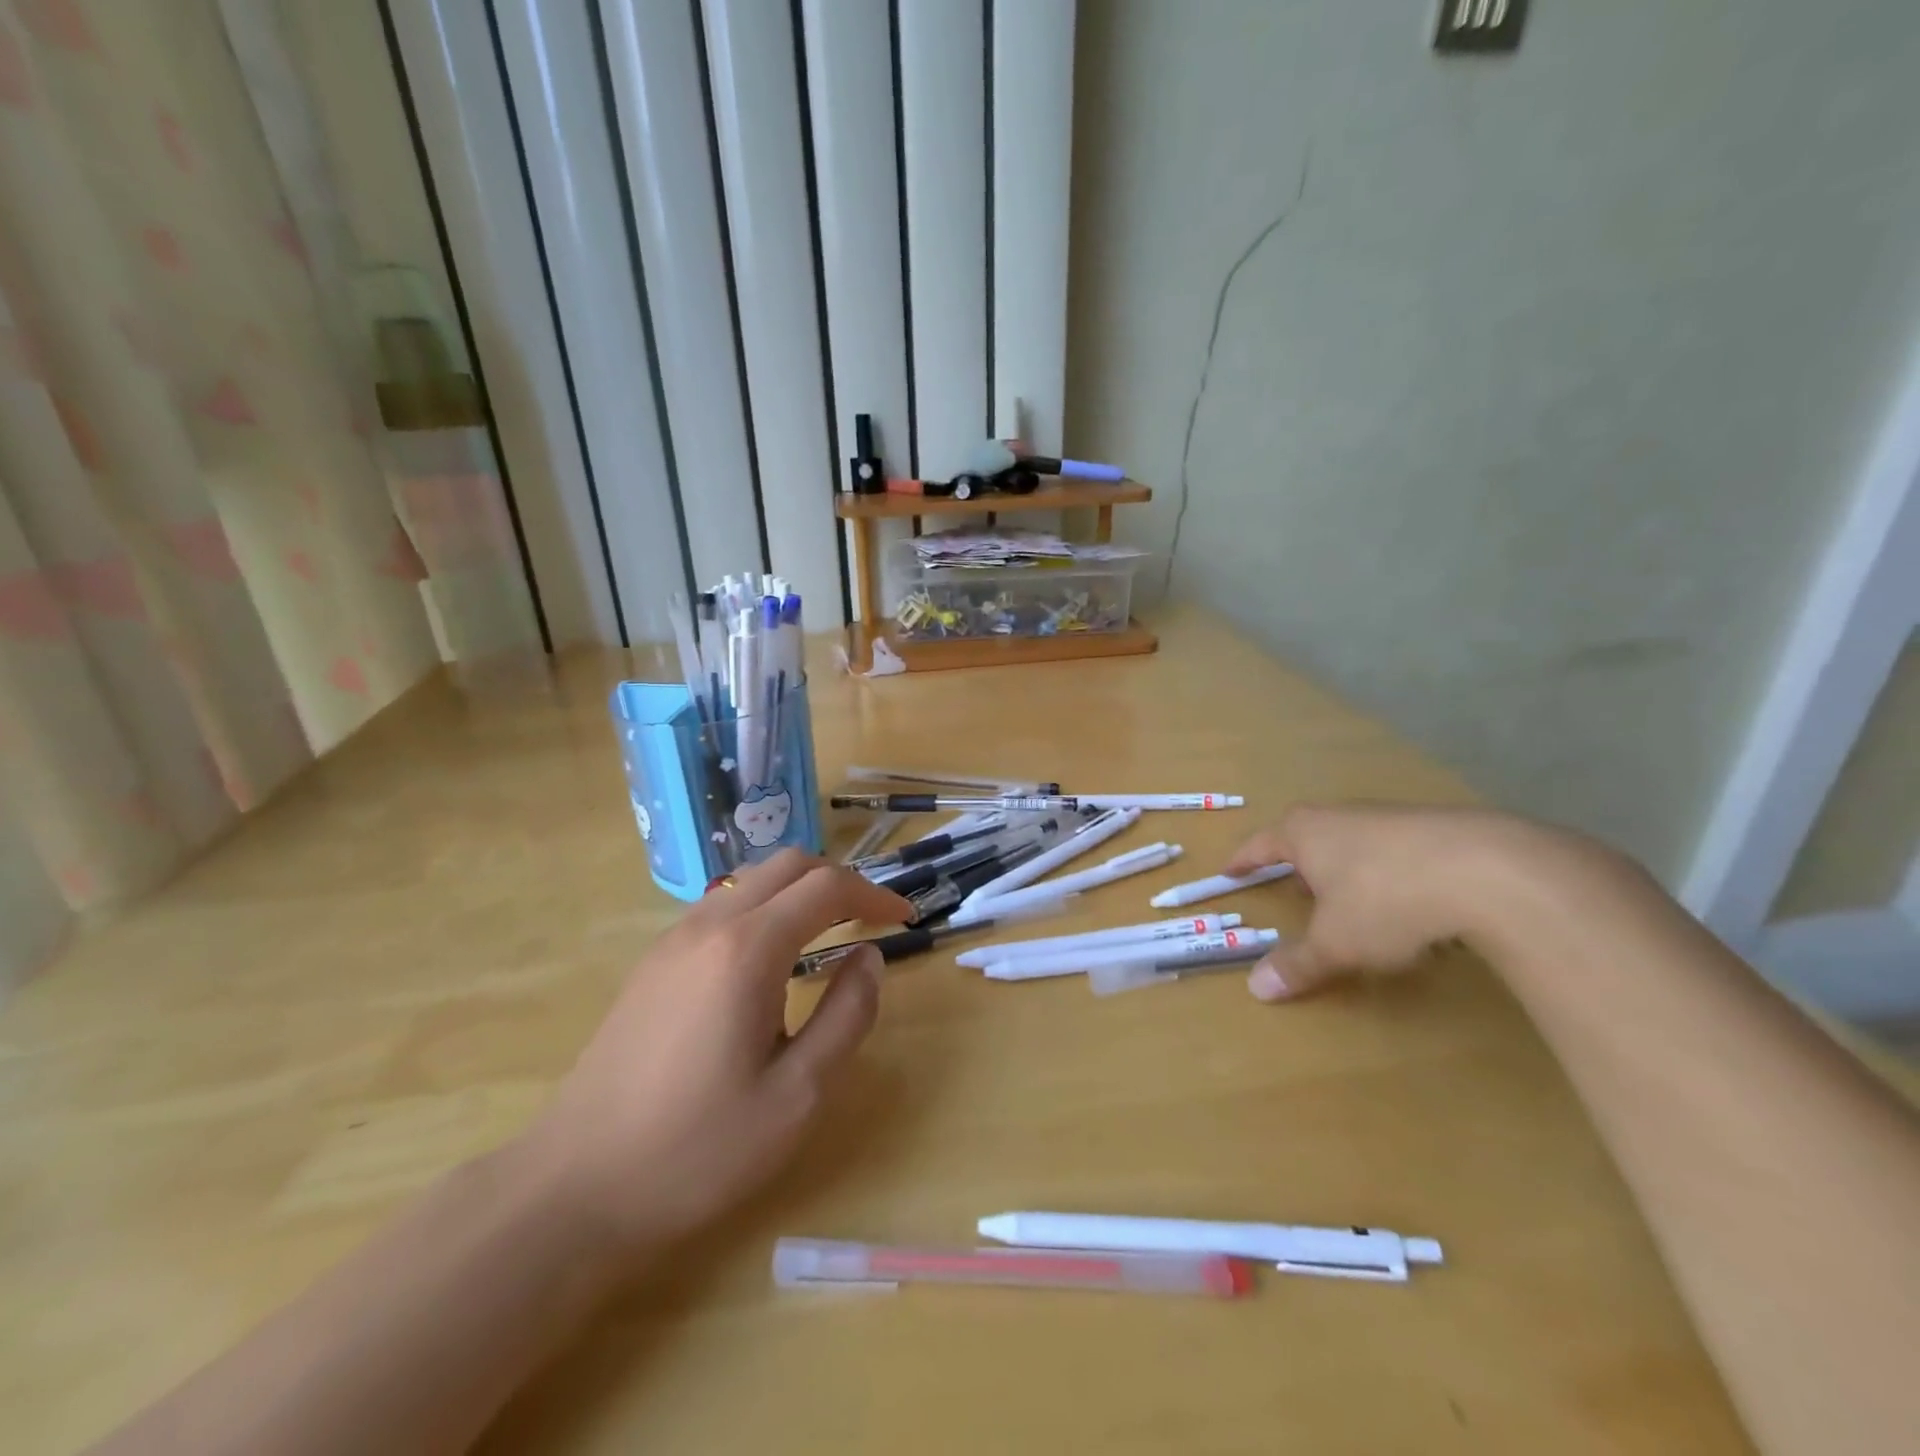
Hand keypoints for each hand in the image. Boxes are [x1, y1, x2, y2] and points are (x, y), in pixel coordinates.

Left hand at [525, 851, 910, 1257]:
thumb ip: (847, 1016)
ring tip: (829, 932)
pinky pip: (722, 907)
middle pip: (787, 865)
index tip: (904, 918)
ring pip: (751, 880)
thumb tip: (869, 958)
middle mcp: (709, 925)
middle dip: (838, 880)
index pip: (826, 887)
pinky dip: (764, 909)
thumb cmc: (696, 1150)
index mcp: (747, 949)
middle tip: (870, 918)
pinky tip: (772, 960)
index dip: (873, 893)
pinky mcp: (653, 962)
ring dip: (798, 891)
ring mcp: (673, 940)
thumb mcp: (796, 1096)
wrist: (573, 1189)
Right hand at [1225, 804, 1546, 1001]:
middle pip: (1308, 837)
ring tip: (1352, 901)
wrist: (1487, 871)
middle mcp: (1340, 816)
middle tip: (1294, 889)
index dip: (1244, 861)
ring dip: (1346, 870)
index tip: (1230, 871)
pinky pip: (1396, 853)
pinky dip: (1390, 874)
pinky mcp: (1435, 829)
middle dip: (1299, 864)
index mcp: (1304, 833)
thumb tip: (1256, 989)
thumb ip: (1298, 964)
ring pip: (1353, 843)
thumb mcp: (1336, 942)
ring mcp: (1389, 818)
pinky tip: (1409, 904)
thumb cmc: (1385, 900)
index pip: (1260, 844)